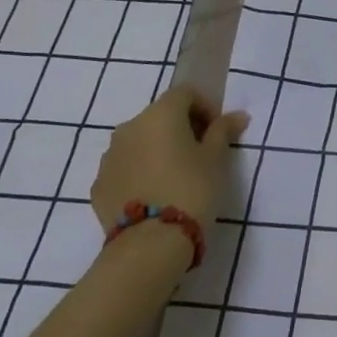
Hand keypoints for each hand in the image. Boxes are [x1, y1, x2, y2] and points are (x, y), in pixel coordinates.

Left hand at [90, 83, 247, 232]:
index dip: (205, 107)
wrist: (149, 243)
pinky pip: (125, 167)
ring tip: (175, 176)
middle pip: (159, 116)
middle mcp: (130, 127)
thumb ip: (223, 131)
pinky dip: (140, 171)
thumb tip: (237, 116)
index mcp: (160, 114)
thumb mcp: (216, 159)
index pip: (185, 93)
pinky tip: (155, 194)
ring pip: (139, 141)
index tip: (217, 131)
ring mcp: (109, 156)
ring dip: (157, 149)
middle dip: (181, 128)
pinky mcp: (98, 184)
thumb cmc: (191, 190)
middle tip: (200, 153)